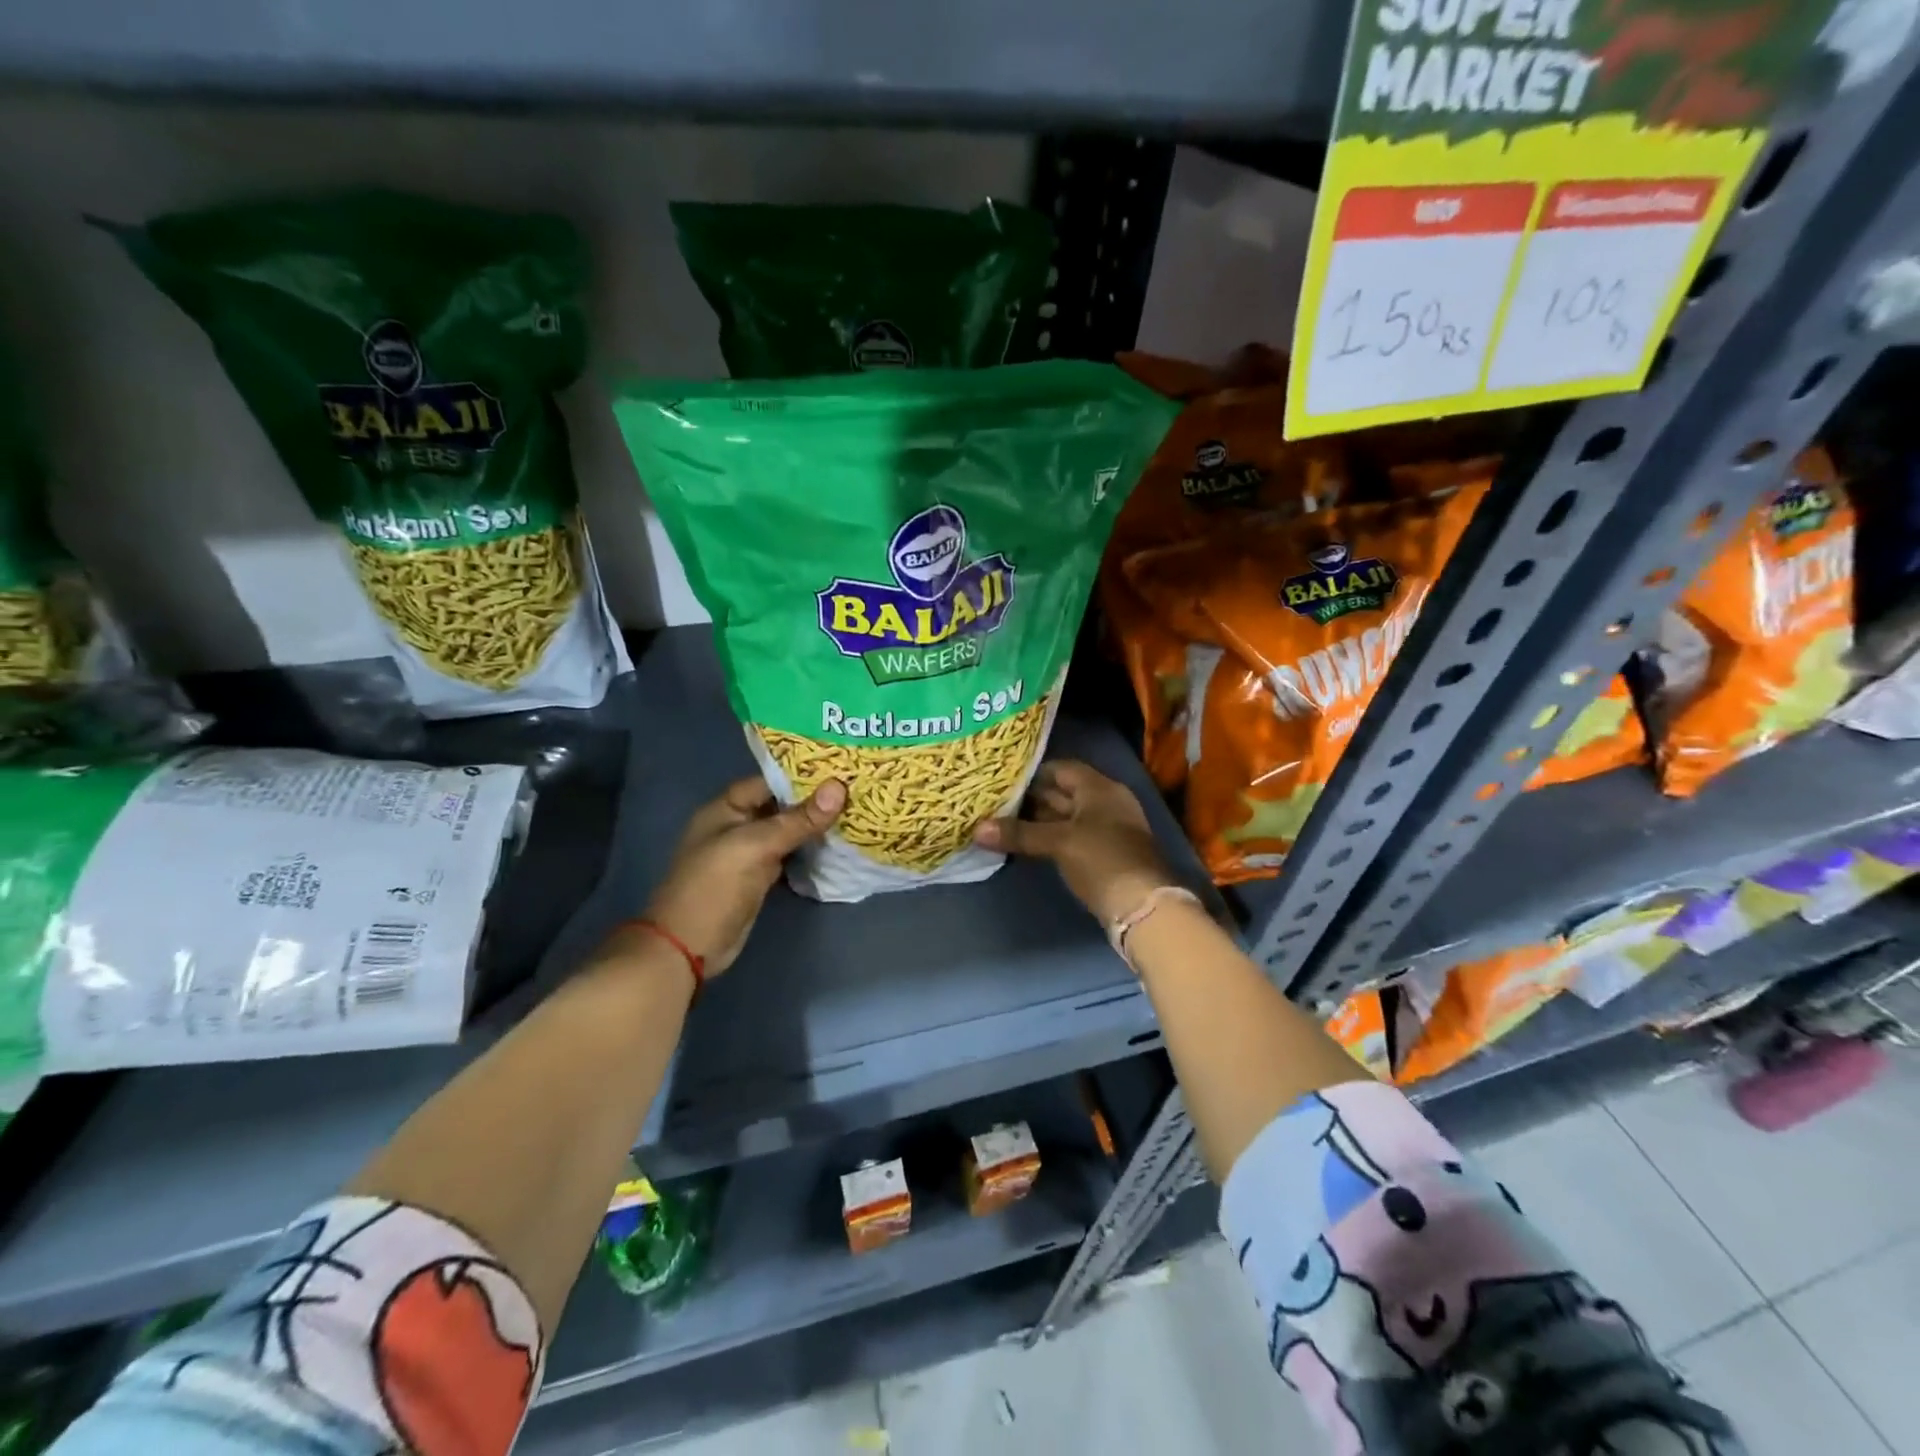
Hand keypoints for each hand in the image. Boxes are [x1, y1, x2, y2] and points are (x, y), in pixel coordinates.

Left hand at [644, 775, 845, 974]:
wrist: (690, 947)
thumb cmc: (715, 887)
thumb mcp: (756, 846)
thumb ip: (798, 819)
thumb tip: (839, 786)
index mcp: (727, 808)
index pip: (770, 781)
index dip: (803, 774)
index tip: (842, 769)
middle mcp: (738, 825)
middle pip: (781, 805)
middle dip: (815, 799)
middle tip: (857, 789)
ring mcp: (750, 853)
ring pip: (788, 831)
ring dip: (816, 825)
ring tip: (856, 810)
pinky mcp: (761, 876)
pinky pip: (790, 854)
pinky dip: (810, 849)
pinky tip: (838, 843)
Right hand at [973, 760, 1178, 925]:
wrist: (1143, 906)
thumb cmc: (1101, 860)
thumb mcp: (1058, 843)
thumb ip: (1019, 833)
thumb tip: (977, 828)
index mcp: (1099, 788)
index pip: (1063, 769)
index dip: (1034, 772)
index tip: (1004, 779)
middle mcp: (1105, 803)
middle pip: (1064, 793)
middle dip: (1032, 798)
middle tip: (996, 801)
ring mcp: (1107, 830)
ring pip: (1067, 817)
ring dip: (1040, 820)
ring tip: (1004, 821)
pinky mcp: (1104, 855)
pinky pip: (1072, 837)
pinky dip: (1051, 838)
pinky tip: (1027, 844)